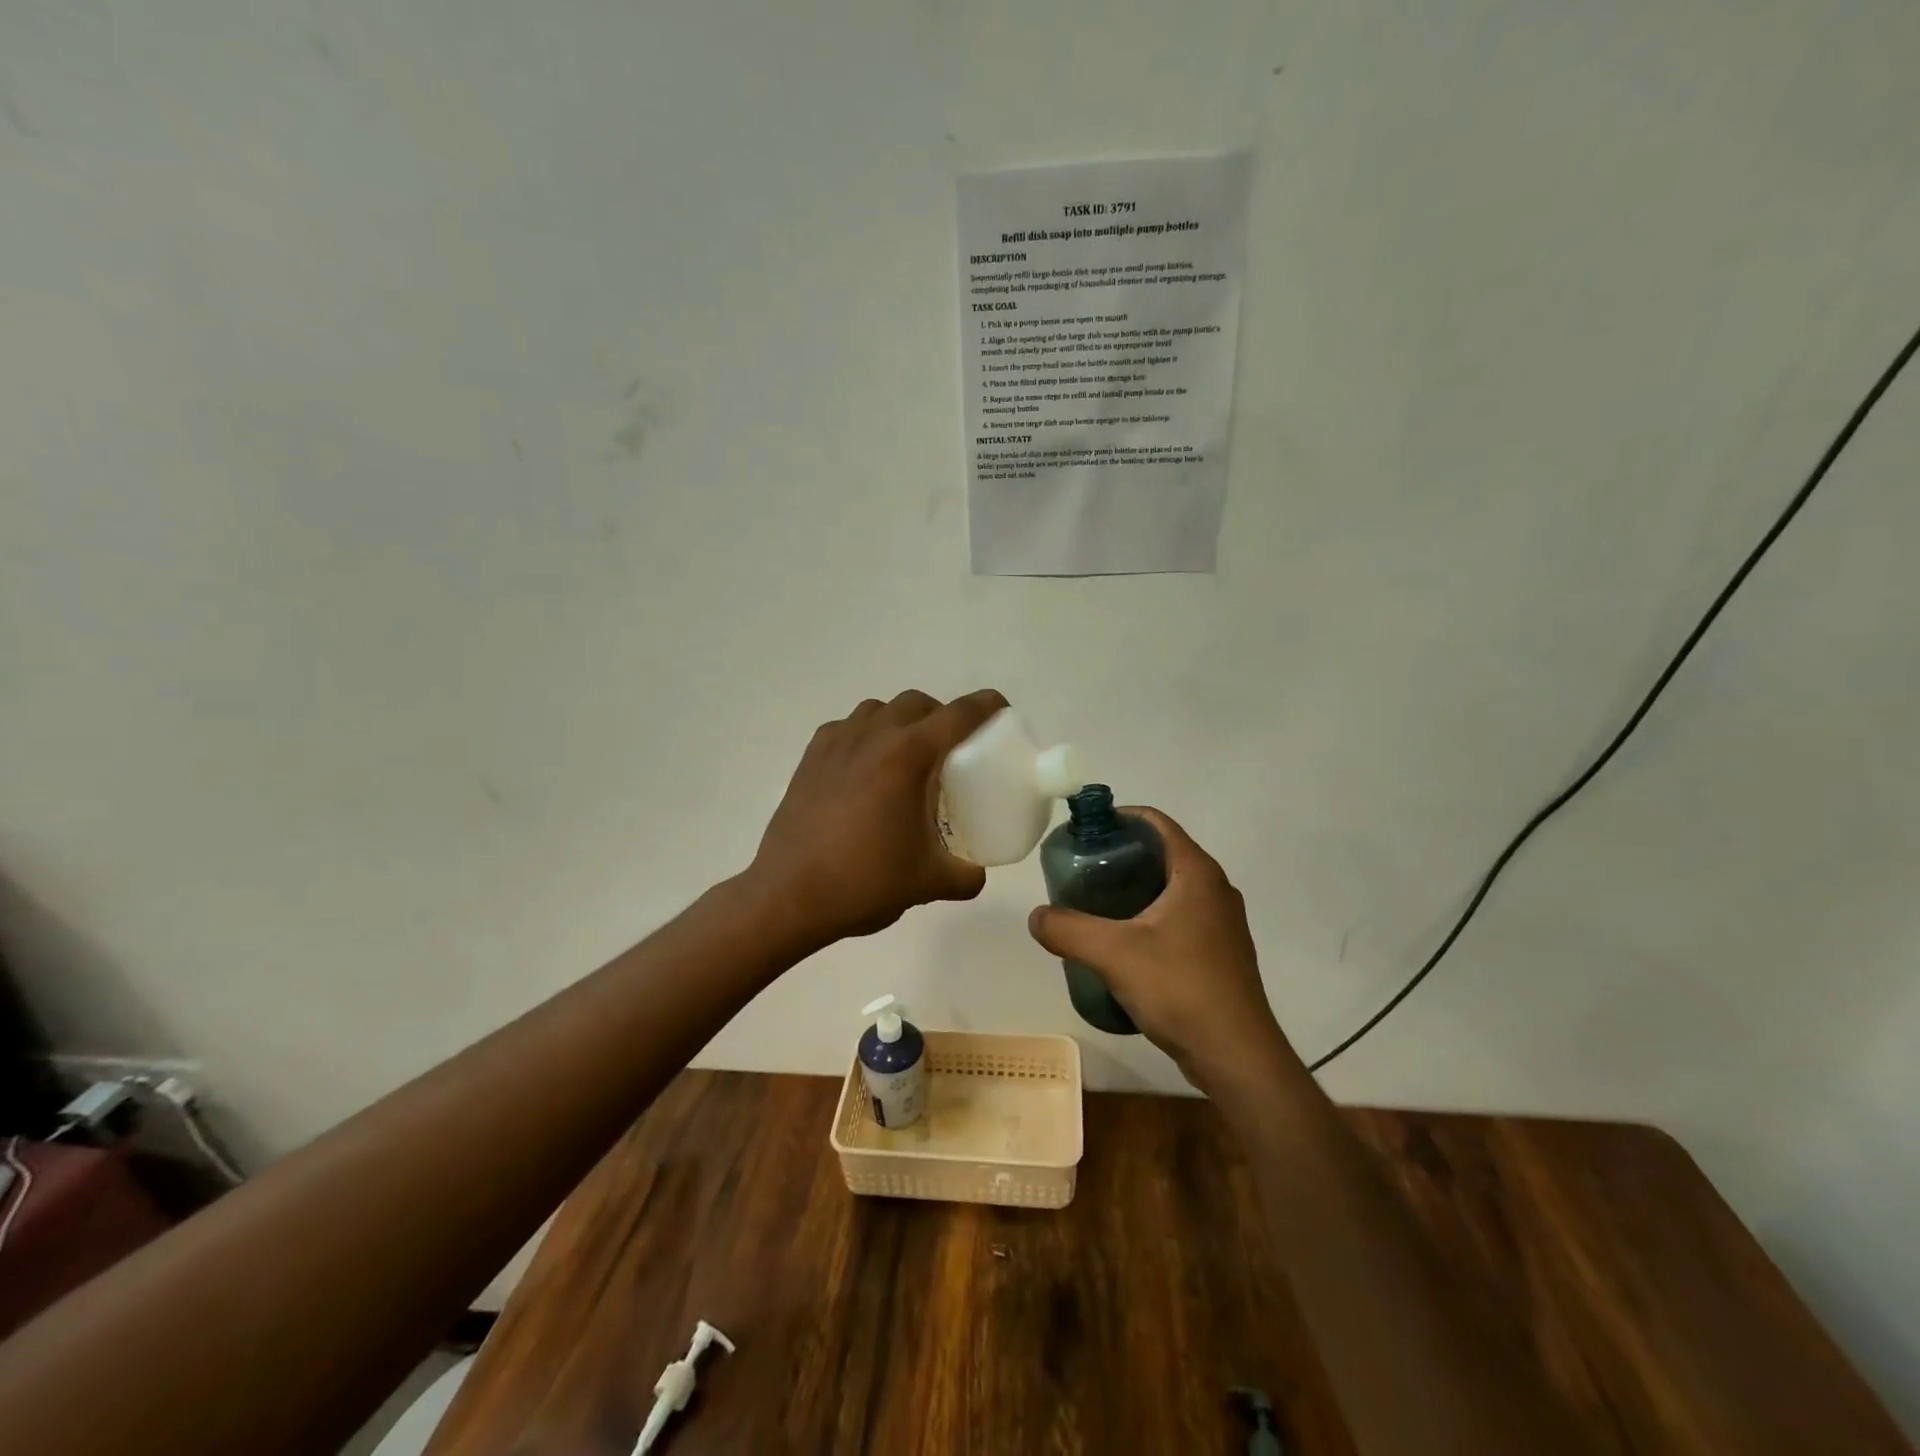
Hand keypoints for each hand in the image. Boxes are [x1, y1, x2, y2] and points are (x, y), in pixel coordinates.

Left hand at [750, 689, 1008, 945]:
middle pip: (917, 703)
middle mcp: (874, 735)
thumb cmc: (865, 881)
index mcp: (909, 755)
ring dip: (900, 722)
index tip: (999, 712)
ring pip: (878, 710)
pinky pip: (846, 728)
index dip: (986, 706)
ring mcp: (837, 742)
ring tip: (906, 758)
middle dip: (941, 716)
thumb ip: (966, 876)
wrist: (789, 895)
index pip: (959, 714)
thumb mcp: (929, 883)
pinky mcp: (810, 758)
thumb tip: (976, 874)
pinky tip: (865, 769)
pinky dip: (865, 736)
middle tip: (951, 750)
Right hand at [1026, 807, 1296, 1095]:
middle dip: (1120, 856)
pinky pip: (1179, 917)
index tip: (1084, 833)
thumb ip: (1067, 929)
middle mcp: (1214, 888)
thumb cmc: (1180, 989)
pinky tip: (1123, 943)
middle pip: (1161, 853)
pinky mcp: (1220, 952)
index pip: (1156, 822)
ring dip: (1134, 888)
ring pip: (1170, 888)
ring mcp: (1221, 922)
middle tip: (1081, 871)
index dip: (1119, 818)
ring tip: (1094, 905)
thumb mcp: (1112, 954)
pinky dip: (1149, 916)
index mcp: (1196, 872)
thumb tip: (1037, 917)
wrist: (1237, 1056)